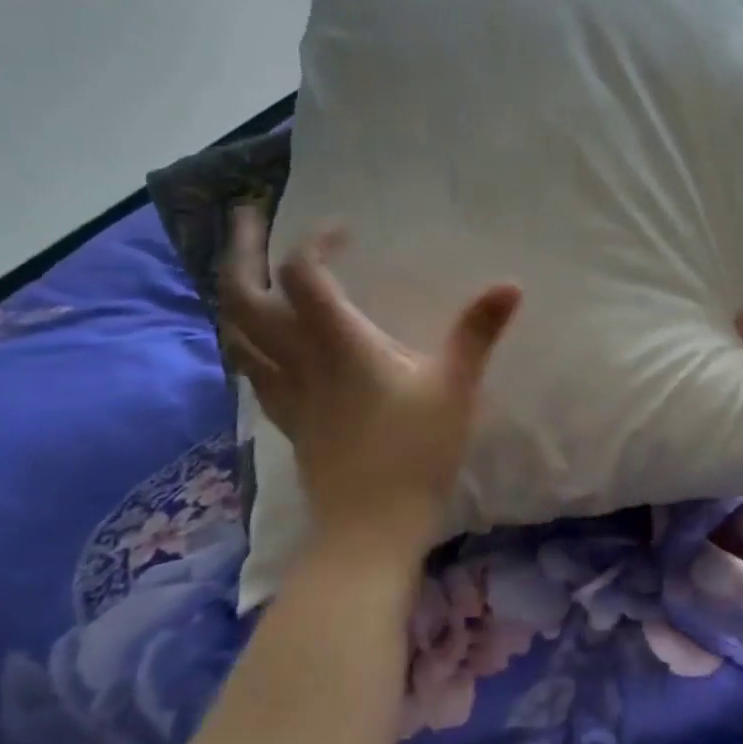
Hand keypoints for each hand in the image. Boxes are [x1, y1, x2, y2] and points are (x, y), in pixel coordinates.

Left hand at [218, 205, 521, 544]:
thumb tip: (510, 285)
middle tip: (246, 216)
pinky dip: (245, 338)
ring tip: (245, 269)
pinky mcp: (287, 417)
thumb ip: (478, 332)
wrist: (371, 527)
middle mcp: (299, 358)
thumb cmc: (417, 453)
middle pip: (243, 295)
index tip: (344, 232)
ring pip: (234, 331)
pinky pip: (249, 366)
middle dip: (239, 249)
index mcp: (339, 343)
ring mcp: (285, 390)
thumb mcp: (456, 387)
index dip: (316, 241)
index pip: (305, 274)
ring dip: (232, 291)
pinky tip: (260, 339)